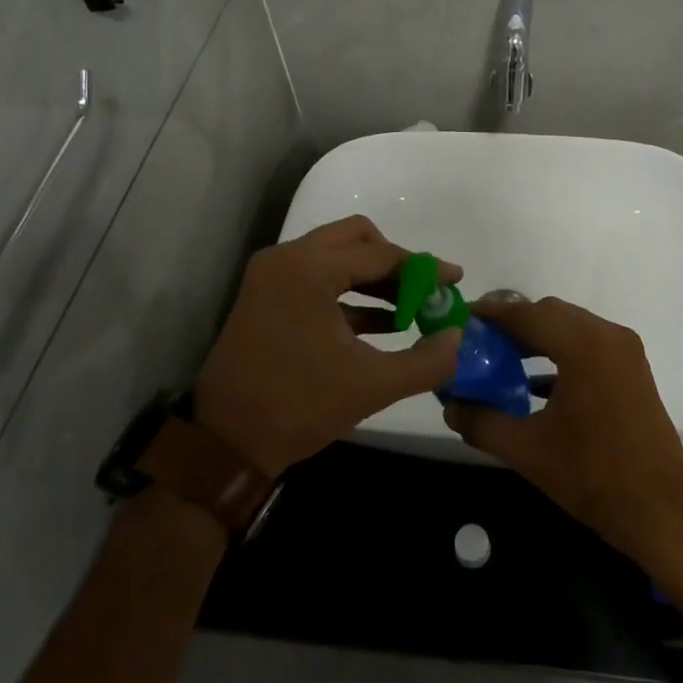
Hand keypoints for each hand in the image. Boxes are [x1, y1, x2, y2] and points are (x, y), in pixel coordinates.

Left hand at [191, 216, 460, 478]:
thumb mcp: (372, 386)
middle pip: (357, 239)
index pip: (380, 254)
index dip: (424, 268)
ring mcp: (272, 275)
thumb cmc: (298, 407)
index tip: (455, 280)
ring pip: (337, 256)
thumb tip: (458, 338)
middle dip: (396, 264)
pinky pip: (318, 277)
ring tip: (409, 311)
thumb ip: (425, 361)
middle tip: (425, 292)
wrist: (224, 444)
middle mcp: (287, 259)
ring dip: (374, 278)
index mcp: (309, 269)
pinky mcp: (266, 295)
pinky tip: (381, 324)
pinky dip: (349, 293)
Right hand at [443, 297, 682, 566]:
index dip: (493, 314)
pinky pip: (588, 346)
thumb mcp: (527, 450)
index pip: (528, 314)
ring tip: (501, 361)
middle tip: (480, 344)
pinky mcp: (632, 370)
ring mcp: (625, 351)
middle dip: (514, 325)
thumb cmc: (592, 476)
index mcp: (583, 346)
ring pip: (571, 328)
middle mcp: (607, 336)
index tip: (464, 320)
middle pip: (550, 314)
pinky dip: (560, 353)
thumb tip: (449, 405)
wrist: (661, 512)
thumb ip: (482, 422)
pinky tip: (535, 384)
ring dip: (537, 338)